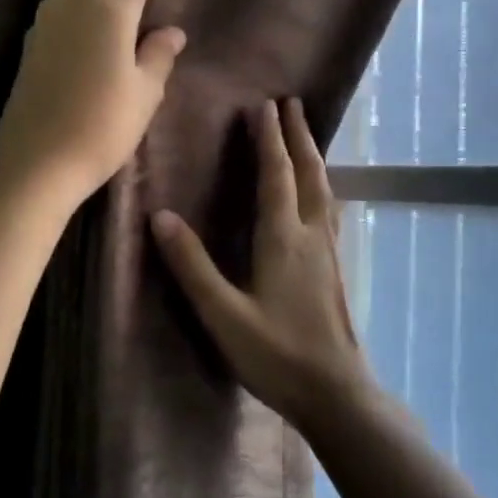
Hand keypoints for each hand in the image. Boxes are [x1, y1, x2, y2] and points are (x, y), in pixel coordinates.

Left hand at [0, 0, 186, 207]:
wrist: (33, 165)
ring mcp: (46, 23)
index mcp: (108, 6)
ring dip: (113, 12)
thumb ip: (158, 55)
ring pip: (91, 1)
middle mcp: (72, 2)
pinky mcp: (32, 46)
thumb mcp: (144, 93)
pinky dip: (92, 29)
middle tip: (156, 22)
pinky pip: (72, 22)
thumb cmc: (99, 128)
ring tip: (128, 53)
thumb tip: (170, 32)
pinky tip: (99, 63)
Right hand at [150, 99, 373, 434]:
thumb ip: (192, 266)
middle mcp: (312, 235)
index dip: (268, 139)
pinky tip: (320, 196)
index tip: (262, 105)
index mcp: (283, 239)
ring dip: (312, 156)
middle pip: (308, 172)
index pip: (276, 175)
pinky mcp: (336, 269)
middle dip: (297, 135)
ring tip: (305, 135)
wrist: (337, 394)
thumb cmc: (276, 355)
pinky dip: (320, 185)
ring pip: (324, 189)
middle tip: (290, 103)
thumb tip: (160, 216)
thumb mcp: (223, 313)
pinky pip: (329, 209)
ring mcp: (329, 252)